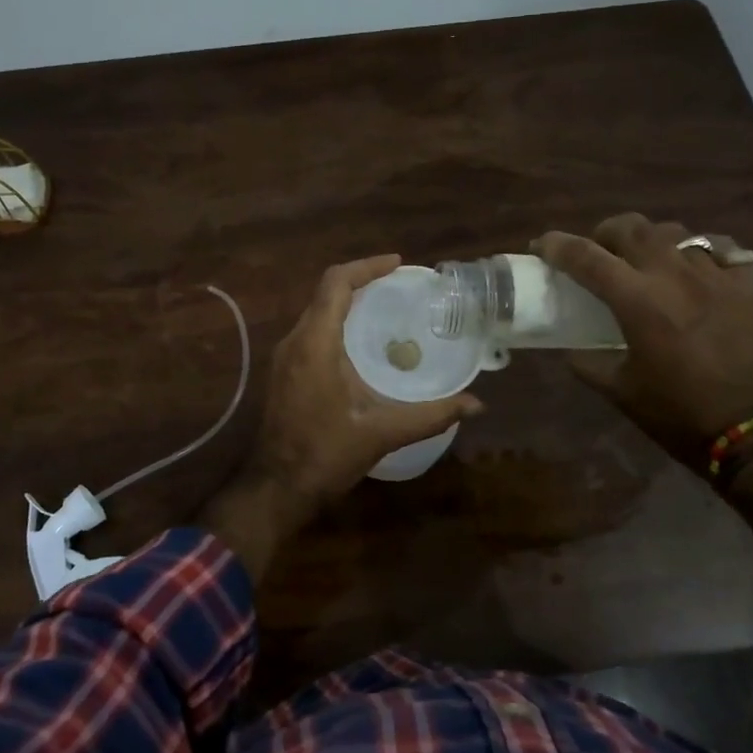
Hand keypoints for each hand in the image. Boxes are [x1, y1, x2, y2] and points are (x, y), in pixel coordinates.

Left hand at [247, 254, 483, 510]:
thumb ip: (430, 415)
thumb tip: (475, 404)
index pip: (336, 283)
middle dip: (361, 281)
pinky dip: (336, 323)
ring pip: (316, 312)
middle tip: (399, 287)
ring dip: (347, 303)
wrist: (276, 487)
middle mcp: (294, 341)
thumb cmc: (326, 455)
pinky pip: (310, 332)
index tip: (398, 265)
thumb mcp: (382, 432)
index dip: (367, 267)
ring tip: (385, 308)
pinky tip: (361, 344)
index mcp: (315, 344)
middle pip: (325, 292)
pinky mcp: (283, 372)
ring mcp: (284, 357)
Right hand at [533, 215, 752, 468]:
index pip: (585, 257)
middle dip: (604, 233)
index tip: (541, 246)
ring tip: (646, 259)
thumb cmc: (678, 414)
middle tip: (598, 252)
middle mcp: (674, 276)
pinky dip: (698, 251)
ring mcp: (716, 276)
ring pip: (674, 232)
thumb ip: (588, 363)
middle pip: (631, 228)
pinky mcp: (748, 286)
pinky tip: (694, 268)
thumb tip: (573, 350)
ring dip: (649, 240)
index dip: (557, 246)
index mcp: (637, 301)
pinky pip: (720, 249)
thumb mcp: (619, 391)